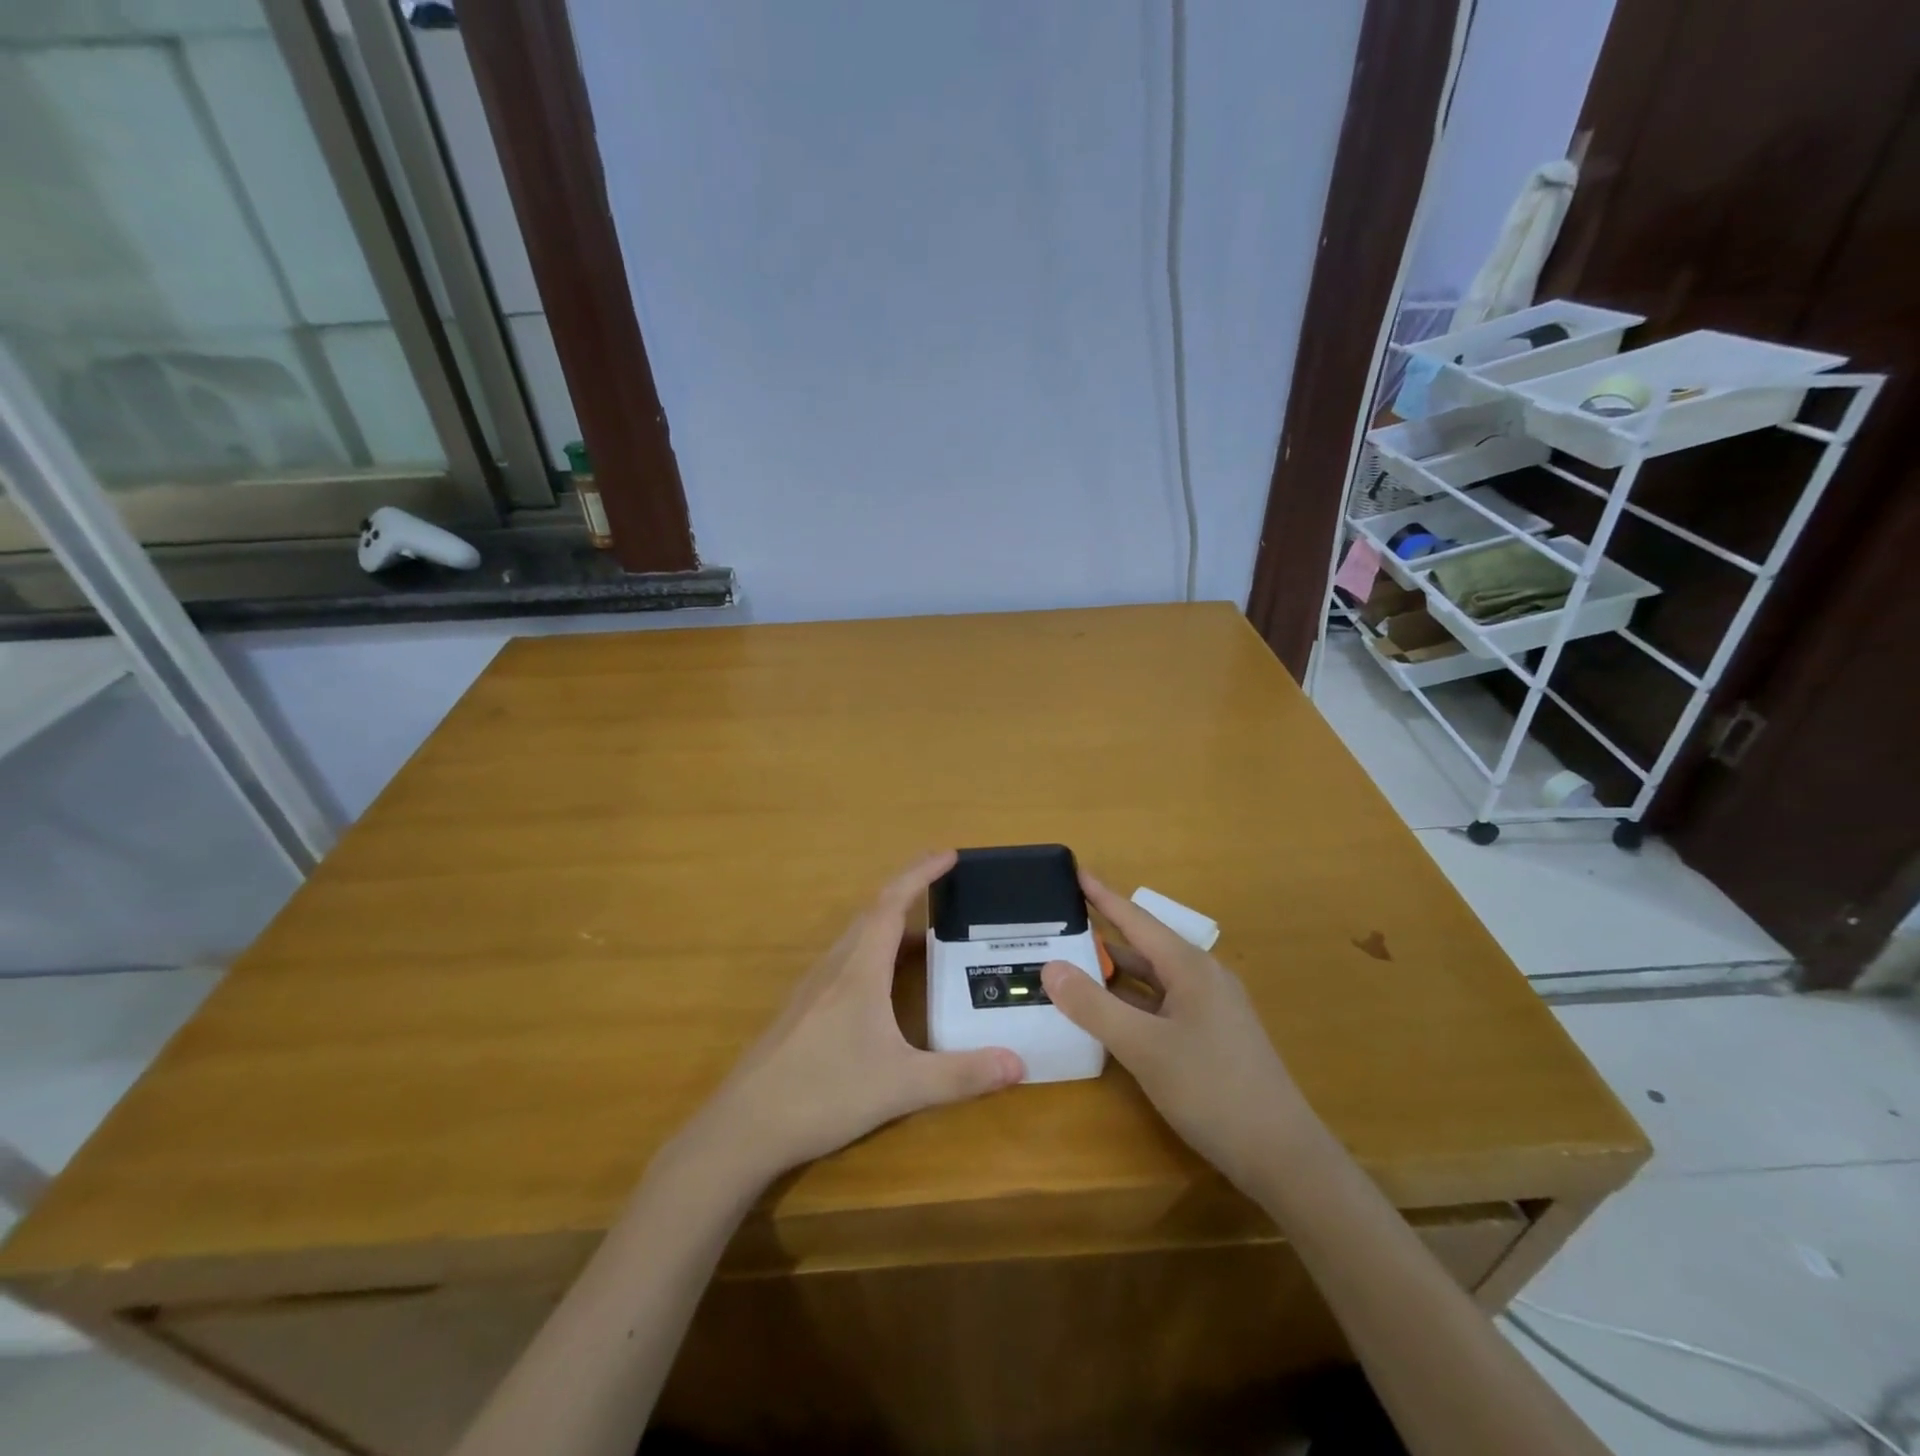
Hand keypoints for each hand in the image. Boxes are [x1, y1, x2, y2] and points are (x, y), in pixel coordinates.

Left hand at [678, 851, 1023, 1185]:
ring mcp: (813, 987)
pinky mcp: (802, 1009)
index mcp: (859, 969)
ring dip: (890, 924)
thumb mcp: (901, 1087)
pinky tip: (884, 984)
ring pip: (856, 938)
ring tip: (925, 935)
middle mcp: (835, 967)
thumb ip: (961, 1075)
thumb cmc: (824, 1093)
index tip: (949, 854)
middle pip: (873, 913)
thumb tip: (1019, 1063)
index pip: (892, 903)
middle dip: (909, 891)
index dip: (920, 873)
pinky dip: (873, 952)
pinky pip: (845, 961)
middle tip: (944, 886)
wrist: (745, 1127)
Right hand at [1041, 872, 1312, 1197]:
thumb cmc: (1212, 1090)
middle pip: (1143, 948)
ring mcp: (1210, 1009)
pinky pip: (1161, 1004)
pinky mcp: (1211, 1037)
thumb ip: (1094, 1006)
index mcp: (1190, 967)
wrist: (1282, 1155)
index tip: (1074, 870)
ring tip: (1070, 965)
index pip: (1136, 919)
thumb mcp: (1143, 1047)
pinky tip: (1107, 1014)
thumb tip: (1050, 966)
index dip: (1102, 895)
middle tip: (1057, 926)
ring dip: (1114, 973)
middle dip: (1101, 936)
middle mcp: (1202, 978)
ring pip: (1152, 979)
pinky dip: (1130, 1002)